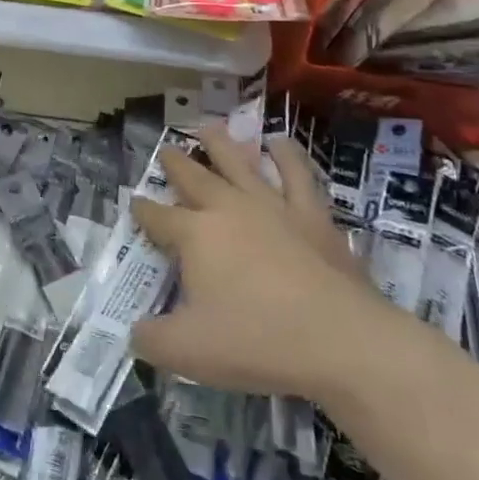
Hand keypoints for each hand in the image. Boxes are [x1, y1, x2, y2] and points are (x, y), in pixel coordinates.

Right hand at [129, 129, 401, 404]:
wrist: (344, 343)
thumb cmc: (258, 342)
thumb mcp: (188, 352)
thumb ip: (151, 340)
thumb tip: (135, 333)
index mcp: (193, 235)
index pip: (157, 216)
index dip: (142, 210)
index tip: (135, 204)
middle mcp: (227, 208)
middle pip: (193, 177)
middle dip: (174, 163)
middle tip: (165, 149)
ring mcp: (272, 207)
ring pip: (239, 163)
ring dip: (221, 143)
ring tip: (209, 127)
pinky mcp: (312, 215)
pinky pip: (297, 175)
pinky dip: (286, 155)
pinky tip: (279, 143)